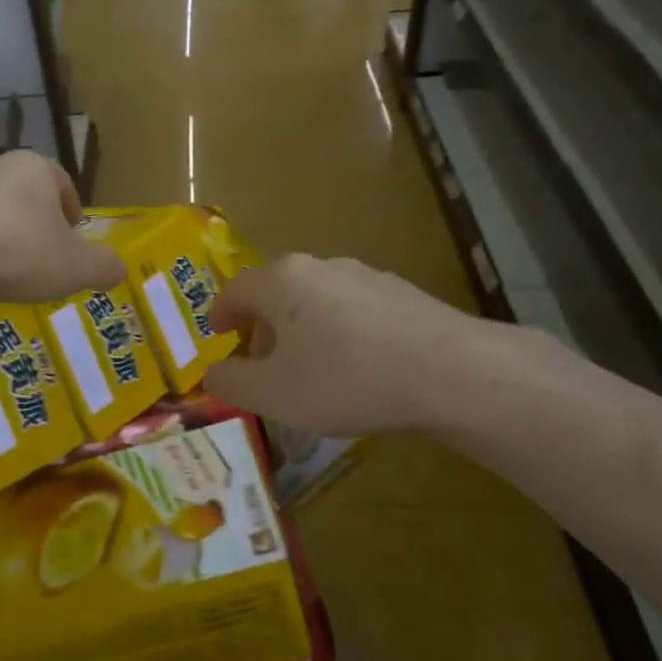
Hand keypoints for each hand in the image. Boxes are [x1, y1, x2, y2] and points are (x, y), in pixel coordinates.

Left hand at [0, 151, 124, 304]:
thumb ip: (104, 267)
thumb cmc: (17, 252)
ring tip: (4, 272)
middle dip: (35, 225)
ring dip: (0, 236)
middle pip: (25, 195)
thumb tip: (118, 270)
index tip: (72, 241)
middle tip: (41, 260)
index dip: (72, 213)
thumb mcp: (76, 268)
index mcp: (36, 169)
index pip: (63, 184)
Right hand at [203, 254, 483, 436]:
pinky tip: (355, 366)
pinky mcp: (400, 291)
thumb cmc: (344, 379)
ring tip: (310, 368)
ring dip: (300, 328)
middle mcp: (319, 266)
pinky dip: (338, 330)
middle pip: (275, 291)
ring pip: (314, 298)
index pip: (234, 290)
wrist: (448, 371)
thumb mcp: (273, 394)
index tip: (218, 335)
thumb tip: (213, 374)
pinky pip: (352, 308)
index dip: (220, 314)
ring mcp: (364, 274)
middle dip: (261, 326)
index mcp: (281, 281)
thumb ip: (231, 383)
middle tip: (262, 363)